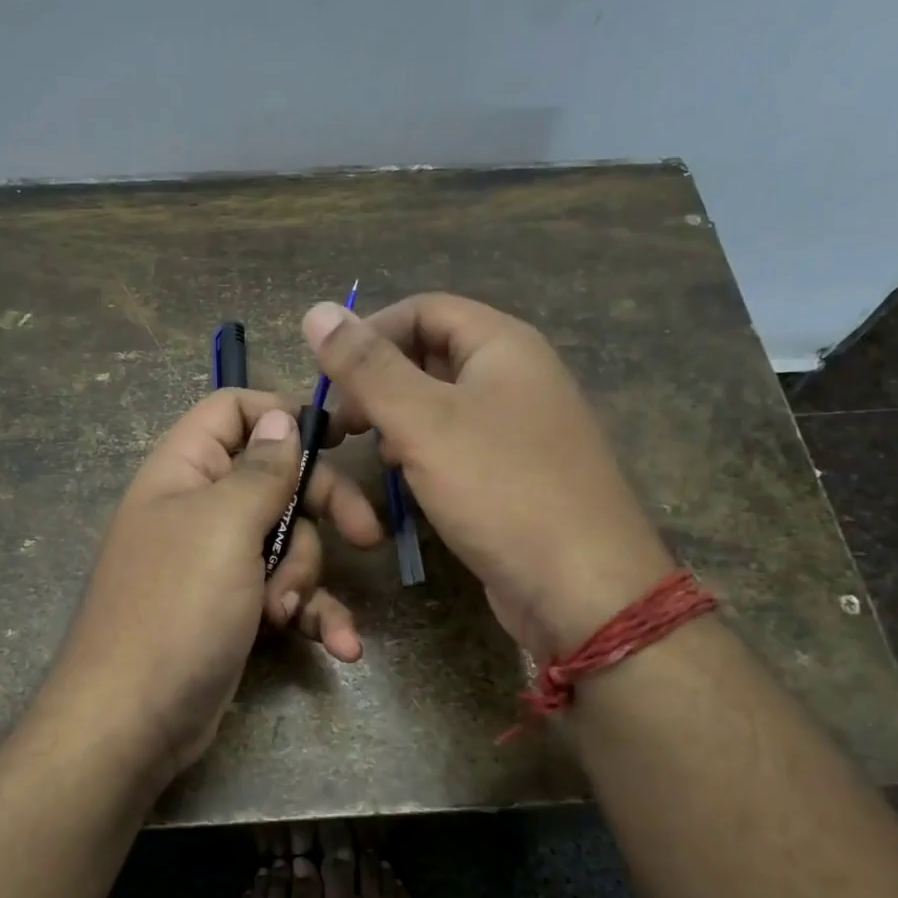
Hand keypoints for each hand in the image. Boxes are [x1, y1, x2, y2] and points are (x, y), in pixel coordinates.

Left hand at [44, 389, 382, 778]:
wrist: (133, 722)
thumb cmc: (177, 609)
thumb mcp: (223, 527)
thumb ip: (261, 470)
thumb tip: (281, 418)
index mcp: (186, 471)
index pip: (233, 411)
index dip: (283, 414)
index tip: (340, 435)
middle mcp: (202, 508)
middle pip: (279, 479)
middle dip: (324, 508)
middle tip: (367, 535)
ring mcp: (220, 562)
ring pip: (291, 542)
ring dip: (306, 578)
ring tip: (286, 614)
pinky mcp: (237, 608)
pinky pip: (288, 594)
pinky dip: (314, 615)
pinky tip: (341, 647)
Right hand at [306, 294, 672, 656]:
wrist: (582, 588)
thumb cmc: (501, 489)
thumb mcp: (422, 421)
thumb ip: (367, 366)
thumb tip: (316, 310)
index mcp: (503, 345)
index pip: (423, 309)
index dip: (370, 332)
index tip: (329, 376)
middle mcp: (517, 376)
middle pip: (432, 353)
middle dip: (379, 380)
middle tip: (343, 422)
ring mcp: (520, 427)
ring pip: (441, 403)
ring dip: (397, 419)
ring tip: (369, 449)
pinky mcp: (516, 473)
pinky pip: (458, 444)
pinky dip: (423, 451)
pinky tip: (405, 479)